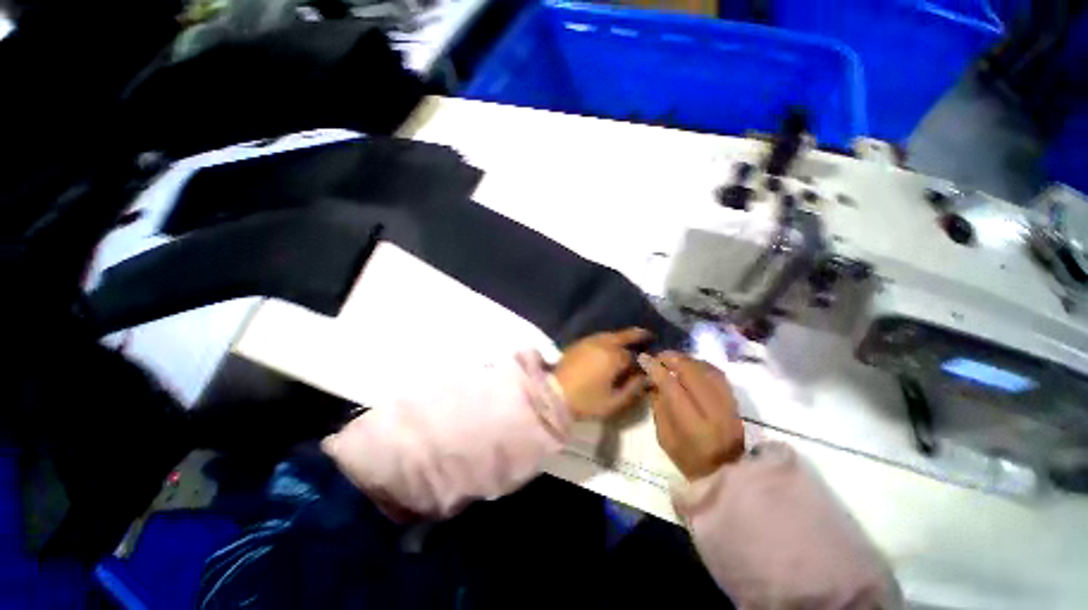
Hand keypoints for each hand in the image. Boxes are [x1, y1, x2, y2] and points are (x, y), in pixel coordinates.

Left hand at [553, 328, 652, 419]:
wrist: (553, 395)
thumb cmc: (585, 401)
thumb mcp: (613, 402)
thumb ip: (633, 388)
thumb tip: (645, 378)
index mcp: (613, 357)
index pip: (633, 355)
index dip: (641, 360)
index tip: (646, 364)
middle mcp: (602, 344)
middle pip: (623, 335)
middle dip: (636, 335)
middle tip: (647, 334)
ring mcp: (588, 341)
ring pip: (609, 334)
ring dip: (621, 336)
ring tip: (628, 340)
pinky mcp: (577, 343)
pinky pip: (597, 337)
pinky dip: (607, 338)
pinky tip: (609, 345)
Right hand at [638, 351, 745, 478]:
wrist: (727, 474)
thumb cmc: (689, 460)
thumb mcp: (665, 437)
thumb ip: (659, 406)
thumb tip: (653, 379)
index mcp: (694, 426)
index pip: (672, 387)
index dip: (656, 369)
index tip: (644, 359)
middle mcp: (715, 412)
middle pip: (692, 372)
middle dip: (671, 359)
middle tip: (658, 357)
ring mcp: (729, 406)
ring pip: (707, 369)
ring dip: (686, 360)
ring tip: (672, 360)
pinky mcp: (736, 402)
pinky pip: (718, 374)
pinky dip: (701, 365)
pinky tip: (690, 366)